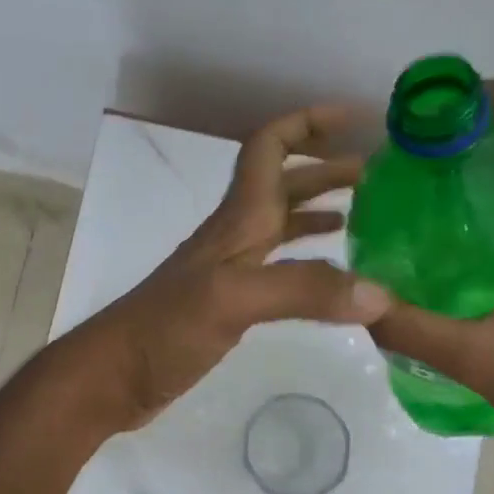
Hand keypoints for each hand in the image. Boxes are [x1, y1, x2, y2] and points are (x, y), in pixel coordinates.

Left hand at [78, 107, 392, 430]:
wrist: (114, 376)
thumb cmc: (164, 328)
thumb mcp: (232, 300)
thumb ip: (303, 290)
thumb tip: (379, 294)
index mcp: (237, 220)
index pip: (269, 148)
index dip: (307, 123)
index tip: (354, 117)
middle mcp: (235, 236)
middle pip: (283, 185)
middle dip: (326, 169)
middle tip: (376, 174)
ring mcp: (230, 272)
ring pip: (281, 226)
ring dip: (319, 211)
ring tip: (364, 215)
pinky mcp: (229, 306)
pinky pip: (278, 268)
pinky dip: (308, 261)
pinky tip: (329, 278)